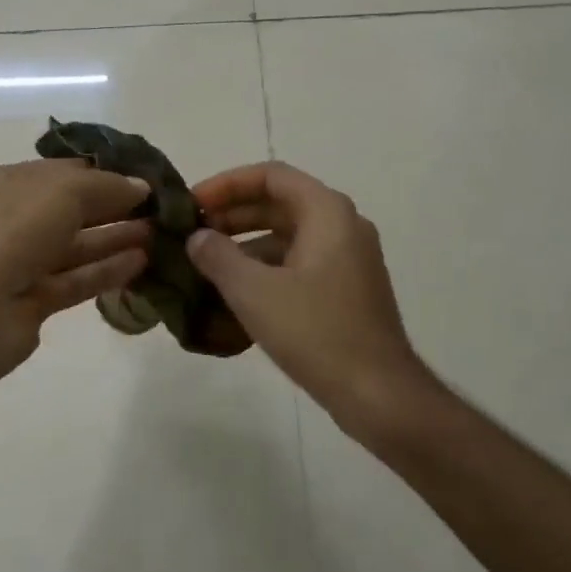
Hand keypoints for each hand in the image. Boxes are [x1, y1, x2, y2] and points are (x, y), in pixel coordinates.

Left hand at [0, 159, 153, 379]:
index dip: (104, 172)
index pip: (63, 171)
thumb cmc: (12, 229)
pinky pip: (76, 280)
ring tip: (160, 234)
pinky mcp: (33, 302)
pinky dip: (107, 270)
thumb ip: (107, 186)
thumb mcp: (64, 190)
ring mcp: (20, 263)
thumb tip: (141, 187)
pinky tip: (142, 262)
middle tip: (161, 209)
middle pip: (72, 209)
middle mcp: (12, 220)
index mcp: (8, 183)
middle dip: (115, 206)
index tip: (146, 178)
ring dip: (116, 238)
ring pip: (77, 246)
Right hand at [187, 162, 436, 433]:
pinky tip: (233, 294)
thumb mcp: (254, 291)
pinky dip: (265, 269)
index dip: (226, 184)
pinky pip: (298, 263)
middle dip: (232, 214)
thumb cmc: (316, 332)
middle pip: (279, 203)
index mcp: (327, 212)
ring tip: (205, 264)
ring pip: (287, 235)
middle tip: (192, 233)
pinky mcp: (346, 290)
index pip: (270, 176)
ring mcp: (347, 259)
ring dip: (245, 244)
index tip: (192, 204)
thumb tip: (197, 238)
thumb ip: (218, 256)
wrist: (378, 394)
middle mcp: (342, 225)